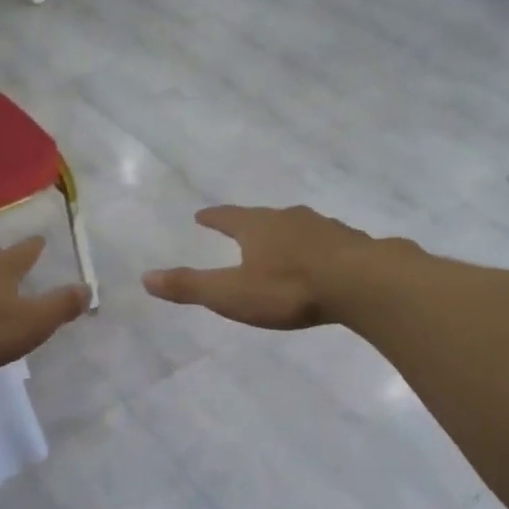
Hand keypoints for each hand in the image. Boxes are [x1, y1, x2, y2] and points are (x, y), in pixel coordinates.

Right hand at [142, 205, 387, 329]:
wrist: (362, 282)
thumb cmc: (289, 289)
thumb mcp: (232, 294)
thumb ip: (191, 287)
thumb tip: (145, 278)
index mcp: (257, 227)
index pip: (227, 217)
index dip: (213, 217)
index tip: (202, 215)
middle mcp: (289, 219)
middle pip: (264, 217)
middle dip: (251, 223)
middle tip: (242, 227)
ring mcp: (324, 227)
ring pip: (298, 226)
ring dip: (286, 234)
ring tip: (282, 244)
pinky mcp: (352, 243)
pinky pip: (328, 241)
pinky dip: (317, 248)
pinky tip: (323, 259)